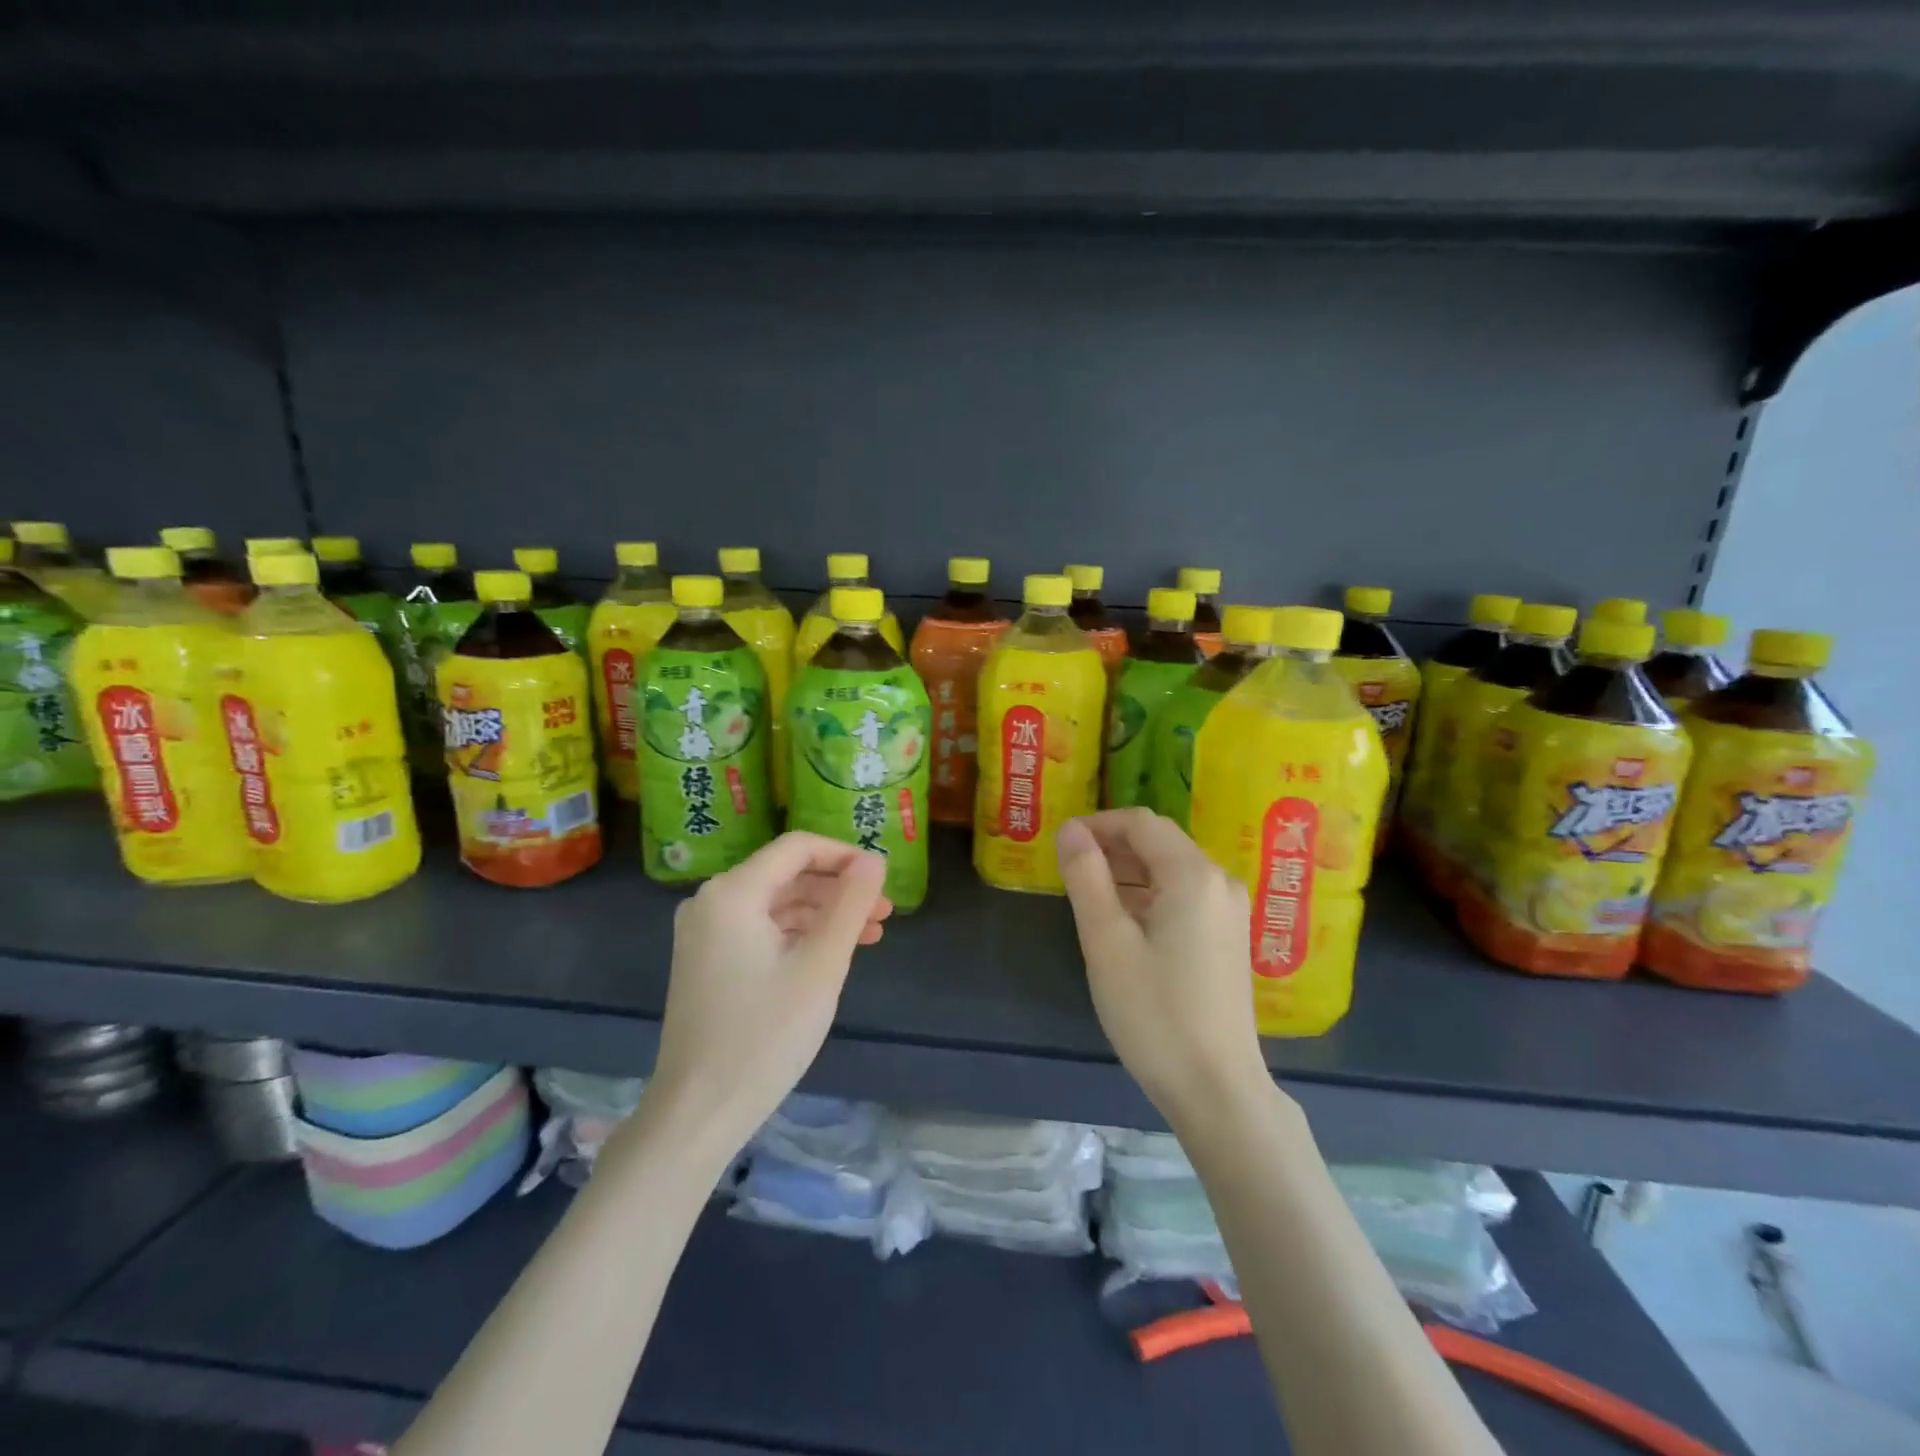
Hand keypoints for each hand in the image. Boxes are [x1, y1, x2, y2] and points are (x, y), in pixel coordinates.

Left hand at [647, 833, 891, 1158]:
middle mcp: (711, 901)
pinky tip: (831, 954)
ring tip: (870, 935)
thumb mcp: (821, 966)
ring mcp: (705, 933)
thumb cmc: (765, 1035)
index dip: (844, 855)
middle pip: (786, 874)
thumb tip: (874, 860)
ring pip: (776, 904)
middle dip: (838, 889)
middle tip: (884, 912)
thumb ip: (850, 905)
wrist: (698, 1113)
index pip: (797, 848)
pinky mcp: (707, 961)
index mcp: (733, 893)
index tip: (882, 877)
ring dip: (823, 914)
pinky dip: (798, 935)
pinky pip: (760, 930)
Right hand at [1057, 809, 1268, 1122]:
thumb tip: (1070, 829)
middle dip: (1112, 846)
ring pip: (1172, 867)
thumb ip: (1086, 877)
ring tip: (1090, 895)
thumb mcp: (1106, 942)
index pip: (1140, 823)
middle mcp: (1219, 881)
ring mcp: (1231, 910)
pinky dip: (1151, 893)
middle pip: (1160, 841)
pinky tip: (1126, 922)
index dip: (1097, 824)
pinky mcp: (1231, 936)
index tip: (1061, 845)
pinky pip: (1186, 894)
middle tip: (1070, 871)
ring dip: (1130, 870)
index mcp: (1192, 875)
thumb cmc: (1154, 1013)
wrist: (1217, 1088)